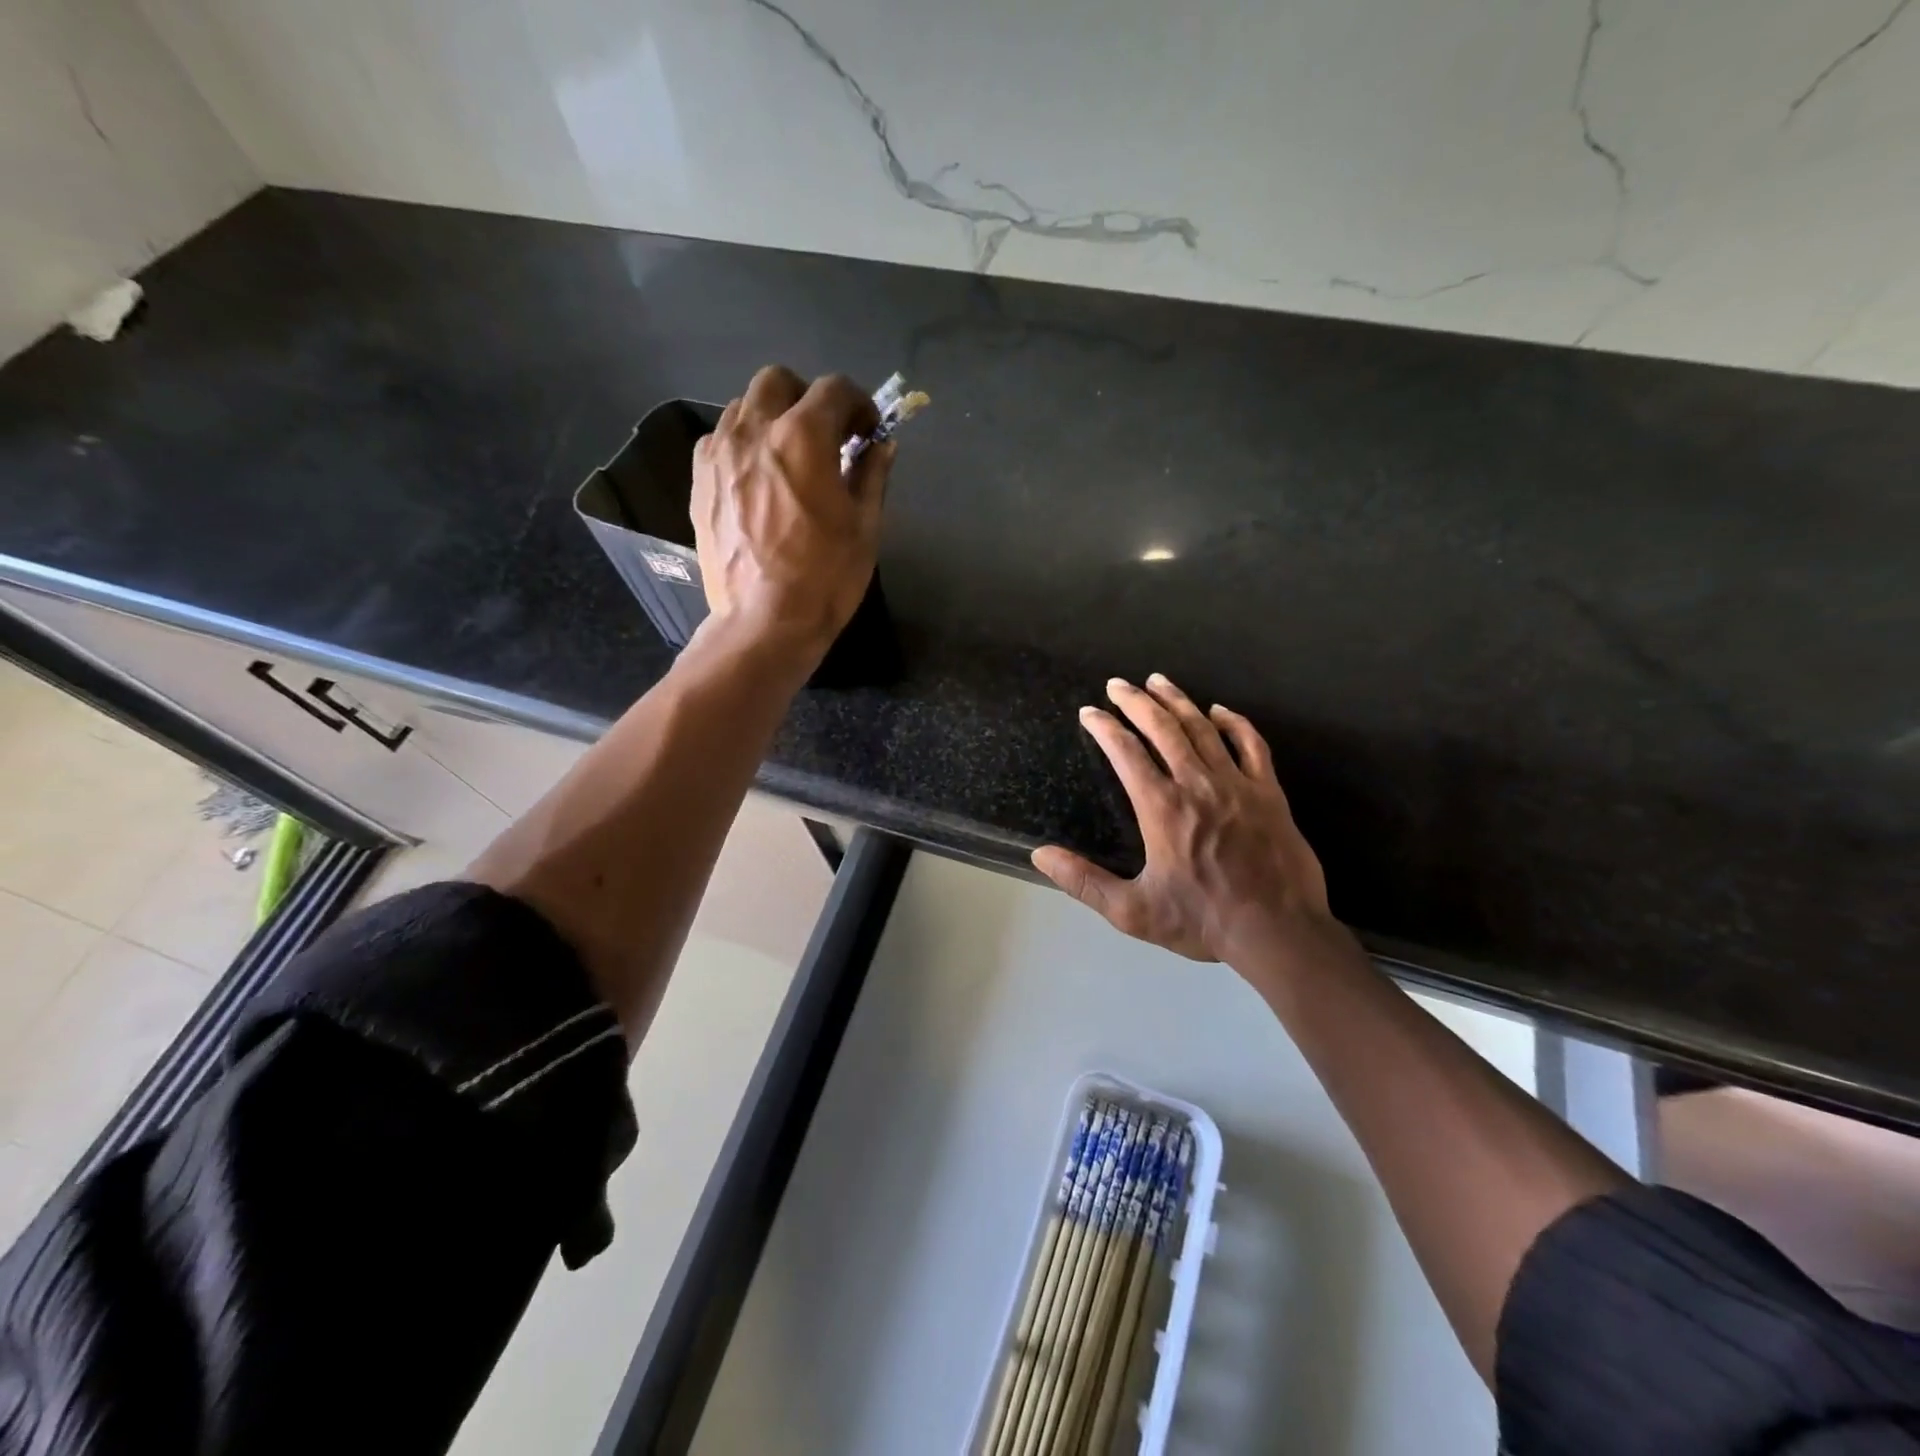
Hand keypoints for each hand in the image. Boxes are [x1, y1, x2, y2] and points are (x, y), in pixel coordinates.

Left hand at [692, 365, 892, 654]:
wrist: (765, 622)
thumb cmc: (826, 577)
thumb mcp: (864, 527)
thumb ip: (872, 474)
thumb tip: (882, 446)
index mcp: (803, 436)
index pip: (835, 389)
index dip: (859, 404)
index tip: (867, 432)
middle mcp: (755, 431)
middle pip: (778, 381)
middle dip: (807, 399)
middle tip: (825, 437)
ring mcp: (719, 454)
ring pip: (744, 406)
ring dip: (772, 419)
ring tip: (788, 458)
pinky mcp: (699, 481)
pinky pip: (719, 440)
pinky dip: (742, 446)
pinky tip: (757, 480)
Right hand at [1032, 674, 1343, 979]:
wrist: (1278, 931)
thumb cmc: (1202, 921)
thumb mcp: (1132, 911)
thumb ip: (1084, 882)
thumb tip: (1041, 854)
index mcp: (1161, 807)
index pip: (1125, 752)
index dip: (1104, 727)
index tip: (1089, 712)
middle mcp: (1196, 784)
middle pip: (1162, 728)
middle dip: (1136, 701)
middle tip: (1117, 684)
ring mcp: (1236, 783)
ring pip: (1202, 728)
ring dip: (1177, 701)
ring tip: (1157, 681)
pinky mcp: (1268, 791)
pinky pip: (1251, 744)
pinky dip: (1234, 722)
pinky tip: (1219, 710)